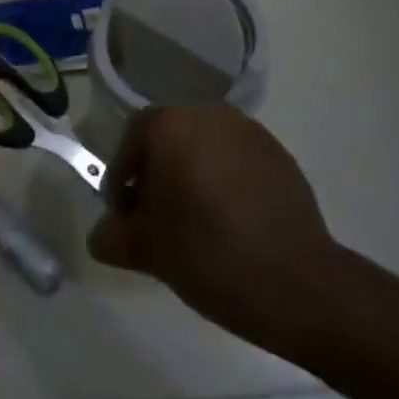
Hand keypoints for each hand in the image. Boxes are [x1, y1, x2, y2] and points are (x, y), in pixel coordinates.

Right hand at [88, 107, 342, 356]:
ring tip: (196, 224)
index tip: (125, 216)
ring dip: (193, 177)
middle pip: (169, 139)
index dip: (121, 178)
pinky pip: (237, 161)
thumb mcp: (147, 251)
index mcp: (170, 124)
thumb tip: (102, 235)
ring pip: (205, 148)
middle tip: (157, 220)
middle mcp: (209, 114)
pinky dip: (226, 182)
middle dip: (158, 175)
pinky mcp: (280, 155)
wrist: (297, 283)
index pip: (131, 140)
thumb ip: (113, 236)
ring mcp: (249, 132)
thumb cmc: (207, 254)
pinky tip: (231, 224)